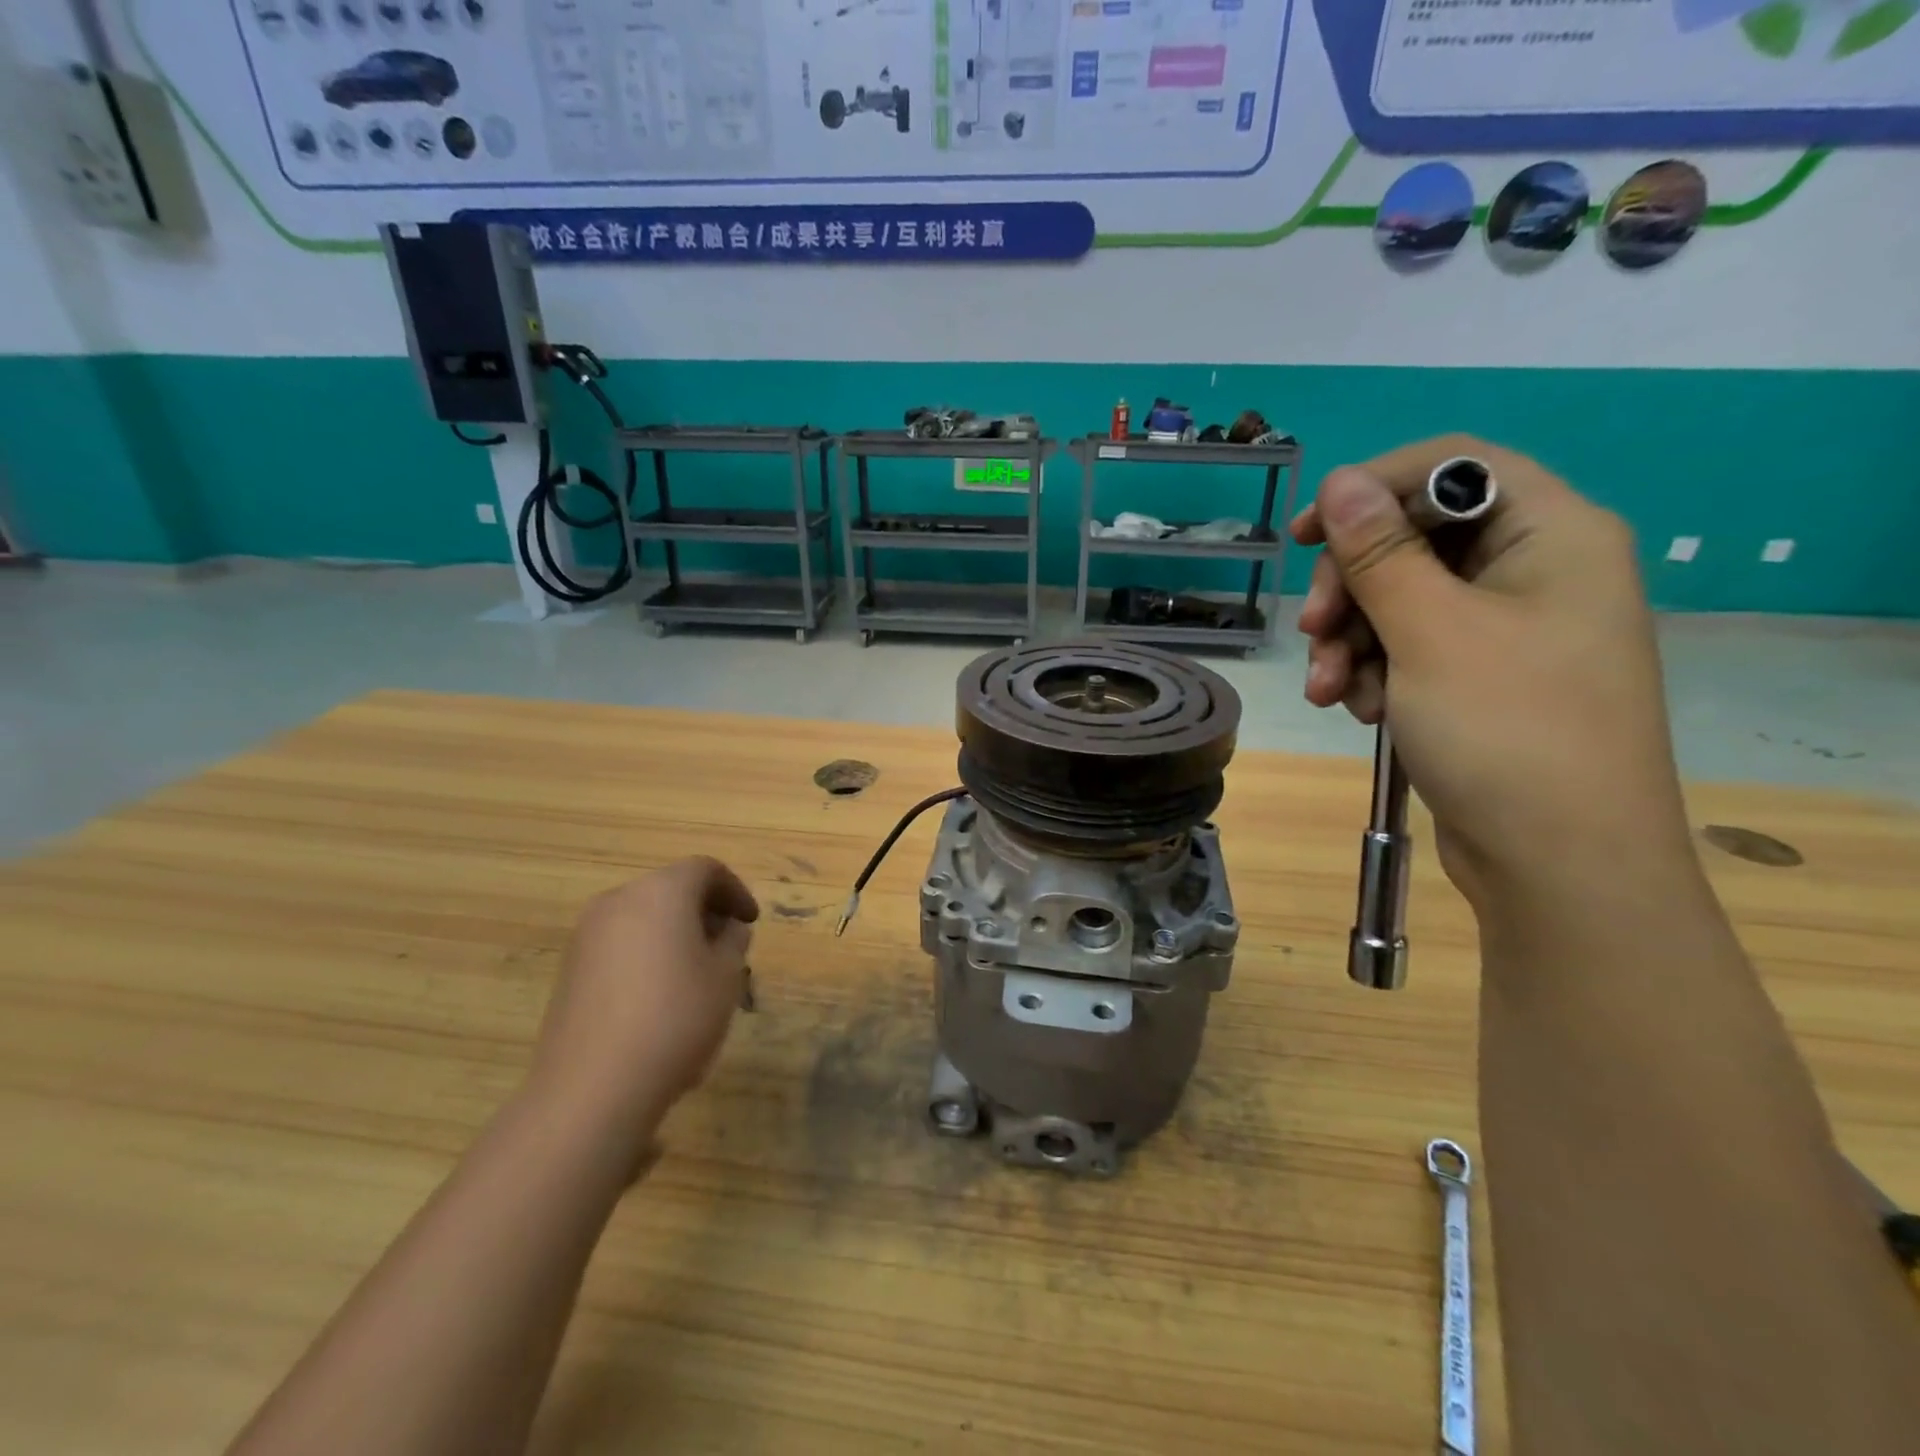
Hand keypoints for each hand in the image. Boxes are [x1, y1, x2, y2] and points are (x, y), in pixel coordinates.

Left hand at [528, 857, 758, 1148]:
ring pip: (643, 917)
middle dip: (703, 910)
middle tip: (728, 944)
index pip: (705, 870)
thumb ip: (733, 941)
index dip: (735, 891)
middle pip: (670, 889)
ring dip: (674, 933)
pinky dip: (646, 953)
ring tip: (696, 973)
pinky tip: (659, 996)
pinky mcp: (570, 969)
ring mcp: (587, 935)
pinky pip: (620, 944)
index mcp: (662, 892)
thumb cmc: (675, 1019)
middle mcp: (619, 901)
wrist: (592, 1088)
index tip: (750, 922)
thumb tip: (728, 929)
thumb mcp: (726, 977)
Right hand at [1291, 436, 1693, 905]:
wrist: (1559, 863)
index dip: (1371, 488)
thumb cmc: (1506, 732)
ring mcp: (1510, 629)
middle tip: (1313, 633)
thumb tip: (1338, 481)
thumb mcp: (1430, 633)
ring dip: (1352, 640)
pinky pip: (1412, 648)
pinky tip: (1363, 712)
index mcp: (1552, 535)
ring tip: (1331, 692)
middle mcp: (1536, 571)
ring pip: (1402, 600)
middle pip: (1416, 539)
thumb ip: (1379, 552)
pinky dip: (1375, 671)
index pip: (1452, 467)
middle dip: (1352, 587)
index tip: (1304, 535)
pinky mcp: (1483, 678)